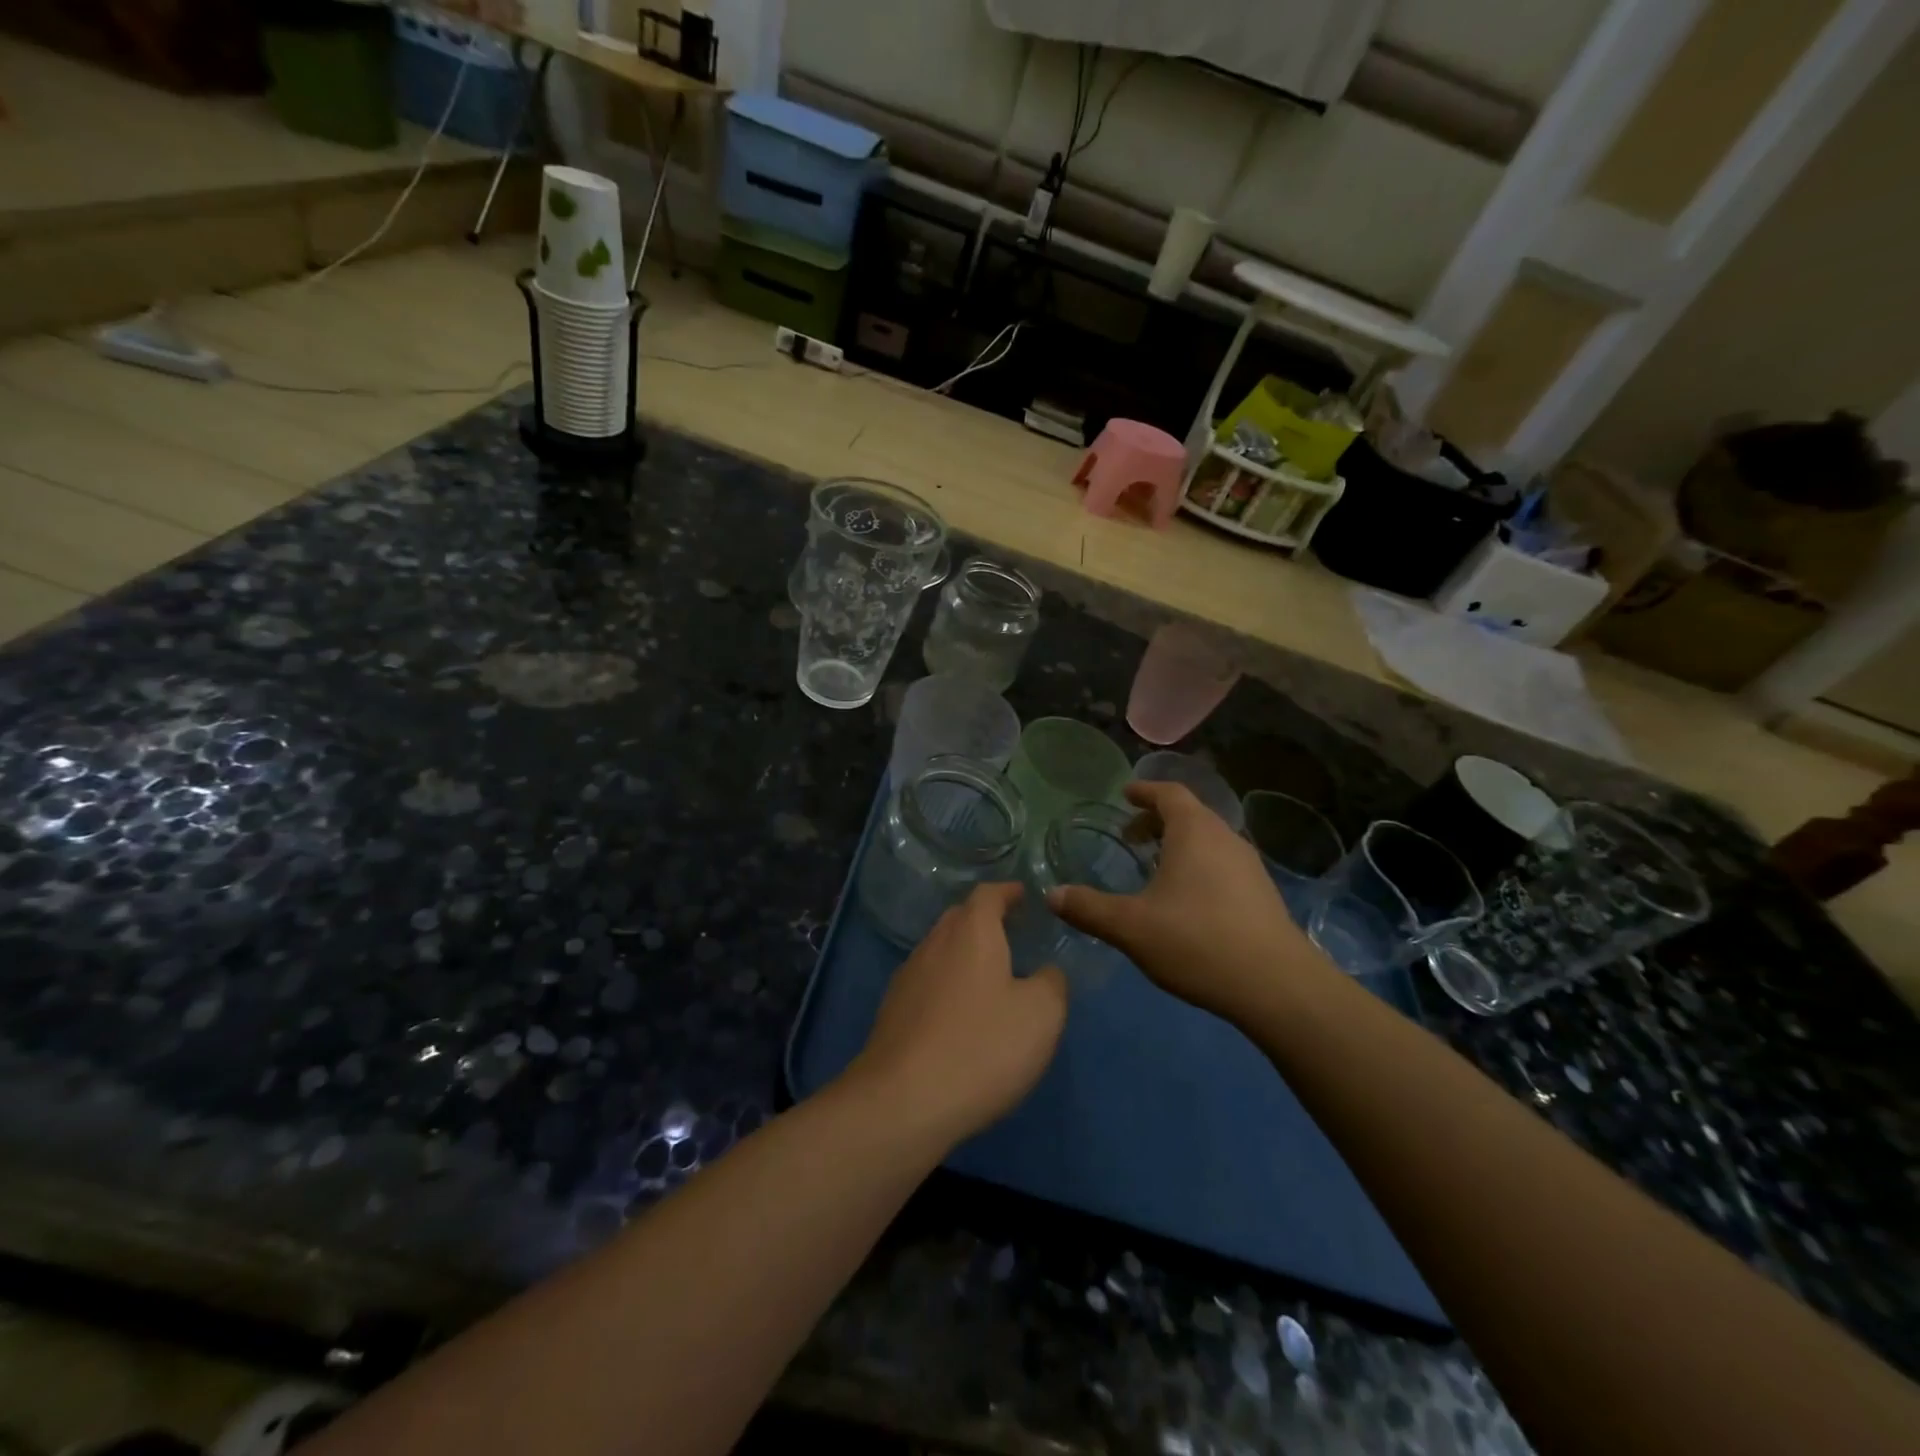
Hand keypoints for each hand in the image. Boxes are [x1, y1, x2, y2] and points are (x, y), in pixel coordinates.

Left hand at [847, 883, 1067, 1147]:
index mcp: (971, 932)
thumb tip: (1046, 972)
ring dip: (964, 954)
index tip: (1024, 895)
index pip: (988, 894)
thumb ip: (1052, 983)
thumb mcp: (1041, 1015)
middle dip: (984, 919)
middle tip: (1011, 933)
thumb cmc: (982, 1047)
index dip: (1008, 892)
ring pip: (940, 950)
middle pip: (959, 918)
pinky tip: (960, 1014)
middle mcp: (934, 943)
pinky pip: (927, 982)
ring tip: (989, 975)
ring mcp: (908, 977)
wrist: (902, 1101)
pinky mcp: (892, 1011)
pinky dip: (947, 985)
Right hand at [1048, 781, 1318, 1022]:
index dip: (1144, 791)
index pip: (1169, 794)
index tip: (1125, 796)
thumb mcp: (1130, 927)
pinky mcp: (1263, 895)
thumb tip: (1051, 894)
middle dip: (1157, 821)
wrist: (1277, 987)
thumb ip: (1088, 908)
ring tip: (1154, 868)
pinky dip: (1198, 866)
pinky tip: (1186, 901)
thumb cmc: (1197, 941)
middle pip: (1190, 815)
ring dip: (1179, 845)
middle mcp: (1226, 839)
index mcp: (1195, 832)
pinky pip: (1223, 864)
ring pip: (1208, 841)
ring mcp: (1250, 866)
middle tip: (1130, 837)